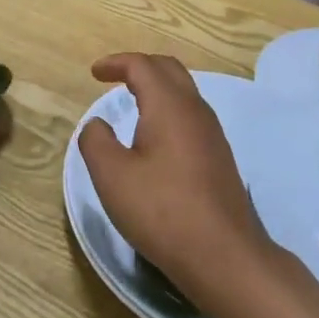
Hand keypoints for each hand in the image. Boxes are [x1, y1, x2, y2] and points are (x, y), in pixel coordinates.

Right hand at [77, 53, 276, 311]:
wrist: (223, 255)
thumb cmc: (162, 210)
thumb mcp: (112, 176)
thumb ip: (96, 142)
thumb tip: (97, 125)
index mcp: (169, 106)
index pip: (142, 66)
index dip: (116, 63)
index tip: (95, 72)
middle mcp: (196, 111)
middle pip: (169, 70)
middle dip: (140, 66)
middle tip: (115, 77)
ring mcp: (213, 134)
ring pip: (184, 93)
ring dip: (157, 88)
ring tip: (133, 102)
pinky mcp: (219, 157)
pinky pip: (191, 116)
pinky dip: (169, 110)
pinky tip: (157, 137)